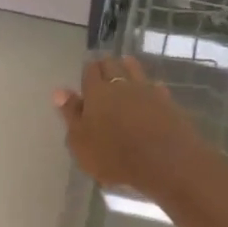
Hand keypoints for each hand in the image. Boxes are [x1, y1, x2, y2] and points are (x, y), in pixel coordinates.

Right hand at [53, 55, 207, 197]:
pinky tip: (150, 91)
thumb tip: (59, 91)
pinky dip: (149, 86)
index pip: (90, 71)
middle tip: (102, 70)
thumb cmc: (114, 156)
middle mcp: (121, 84)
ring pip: (135, 69)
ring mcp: (147, 90)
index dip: (87, 71)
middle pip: (112, 64)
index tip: (86, 76)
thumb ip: (71, 114)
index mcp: (96, 92)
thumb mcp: (81, 142)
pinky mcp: (167, 101)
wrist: (165, 162)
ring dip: (128, 67)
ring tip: (124, 68)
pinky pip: (155, 86)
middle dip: (106, 65)